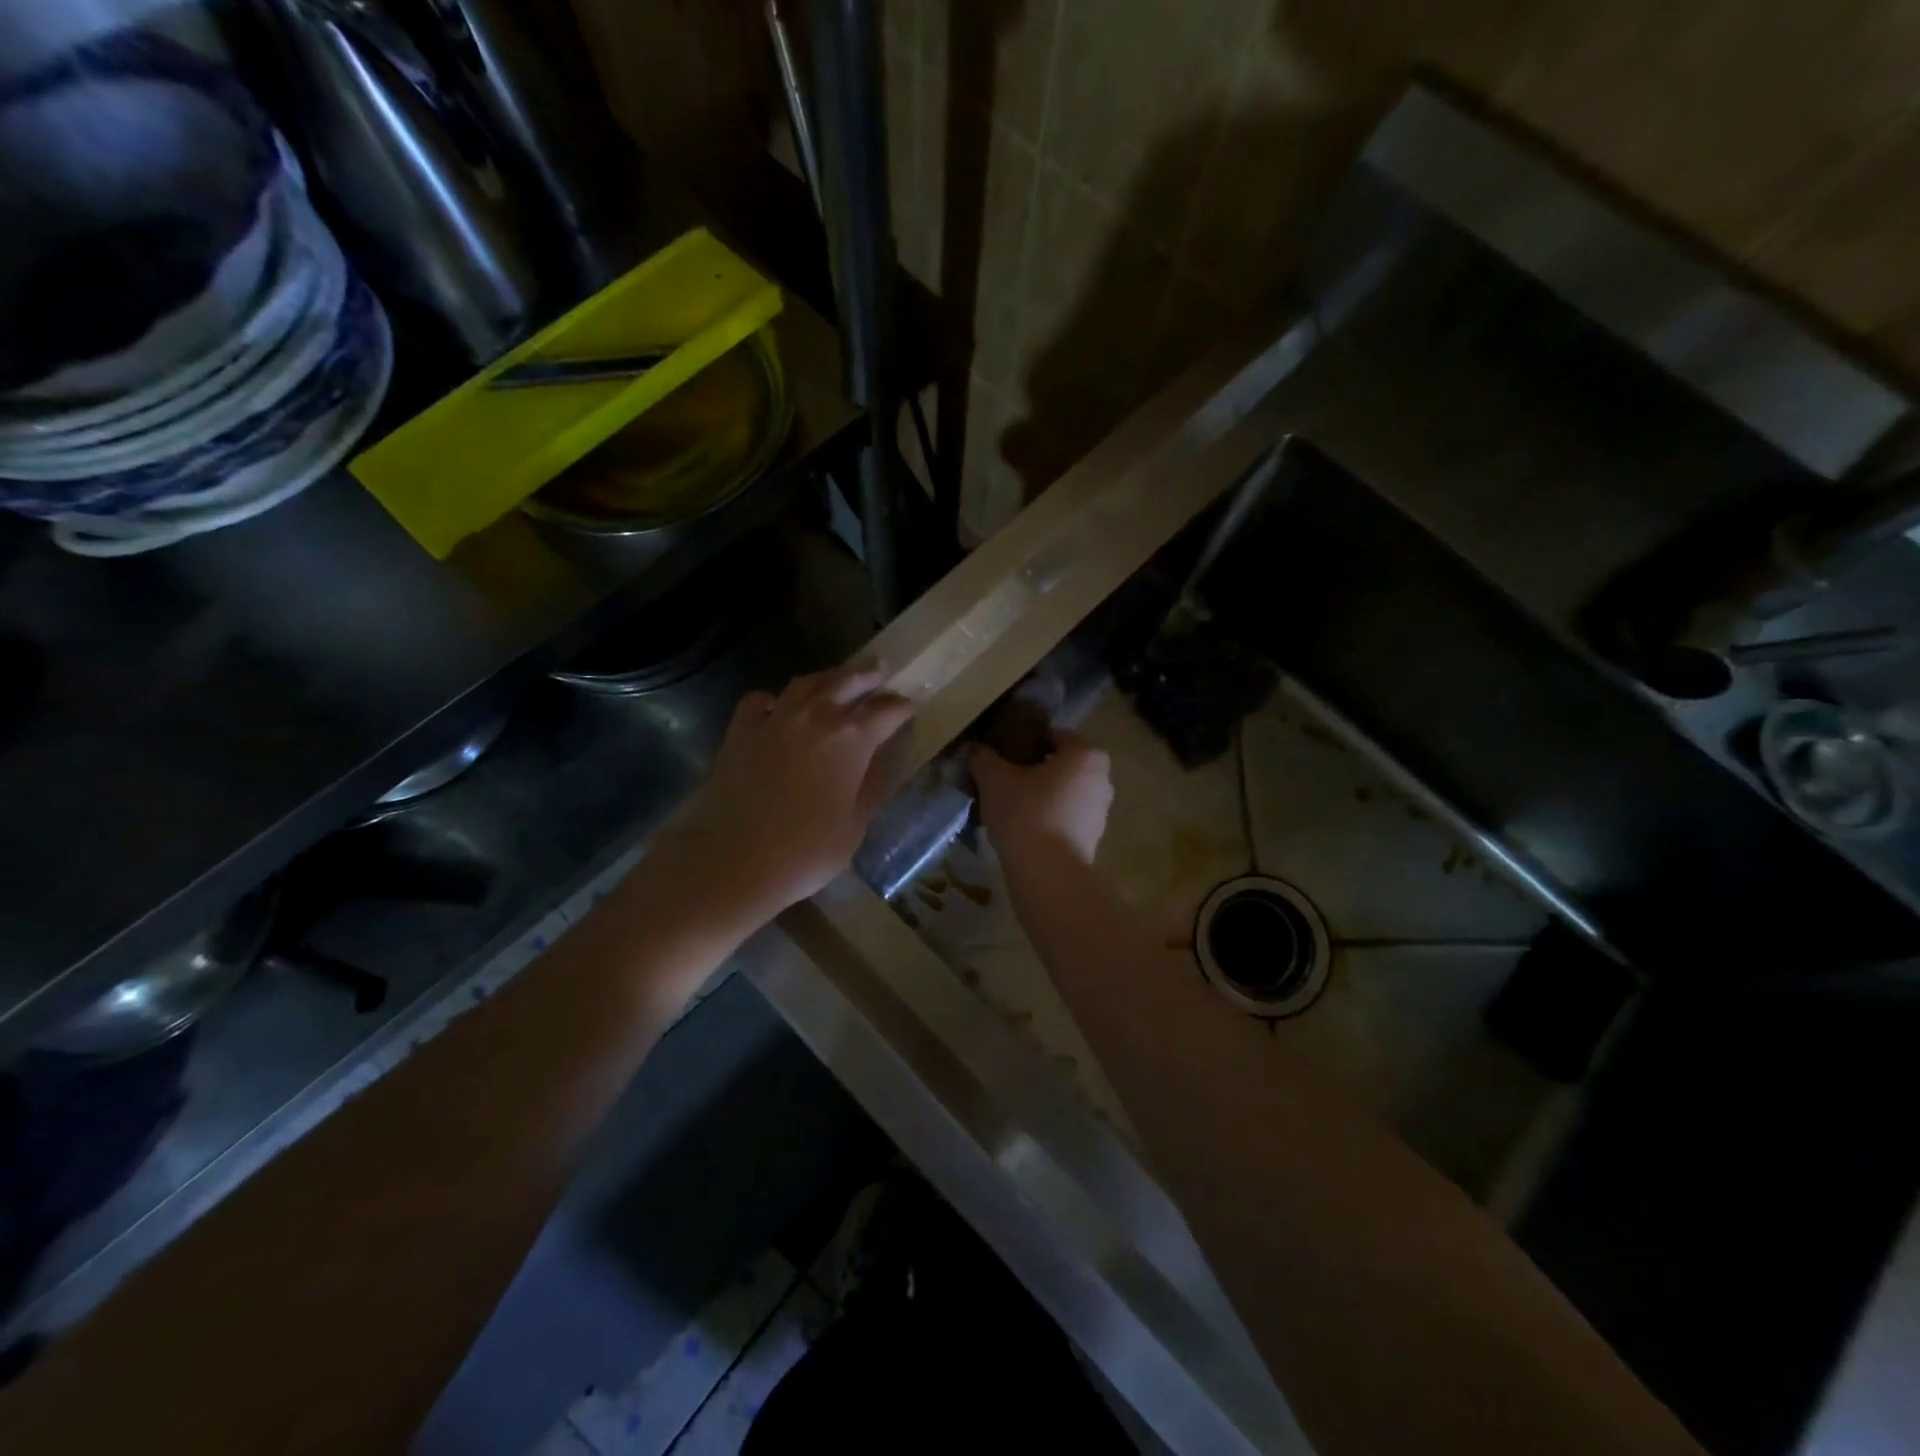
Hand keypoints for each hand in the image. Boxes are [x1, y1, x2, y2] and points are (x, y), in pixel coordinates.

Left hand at [656, 664, 912, 930]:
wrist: (733, 860)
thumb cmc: (805, 851)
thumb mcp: (854, 826)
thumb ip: (869, 787)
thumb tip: (878, 762)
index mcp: (851, 738)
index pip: (886, 711)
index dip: (901, 707)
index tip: (910, 707)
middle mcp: (815, 717)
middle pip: (847, 682)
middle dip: (867, 675)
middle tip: (881, 669)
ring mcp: (774, 720)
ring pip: (805, 683)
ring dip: (827, 678)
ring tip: (837, 679)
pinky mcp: (740, 732)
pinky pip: (760, 701)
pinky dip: (774, 700)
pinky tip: (778, 709)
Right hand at [971, 730, 1113, 866]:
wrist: (1047, 873)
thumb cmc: (1026, 813)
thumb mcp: (994, 779)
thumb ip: (984, 758)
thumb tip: (977, 749)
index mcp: (1085, 754)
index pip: (1052, 735)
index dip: (1024, 740)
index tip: (1001, 751)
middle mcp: (1101, 778)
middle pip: (1060, 764)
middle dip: (1033, 768)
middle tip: (1002, 776)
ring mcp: (1101, 810)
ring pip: (1063, 792)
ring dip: (1040, 794)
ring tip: (1008, 804)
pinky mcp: (1093, 838)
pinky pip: (1066, 816)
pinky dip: (1047, 816)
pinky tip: (1021, 826)